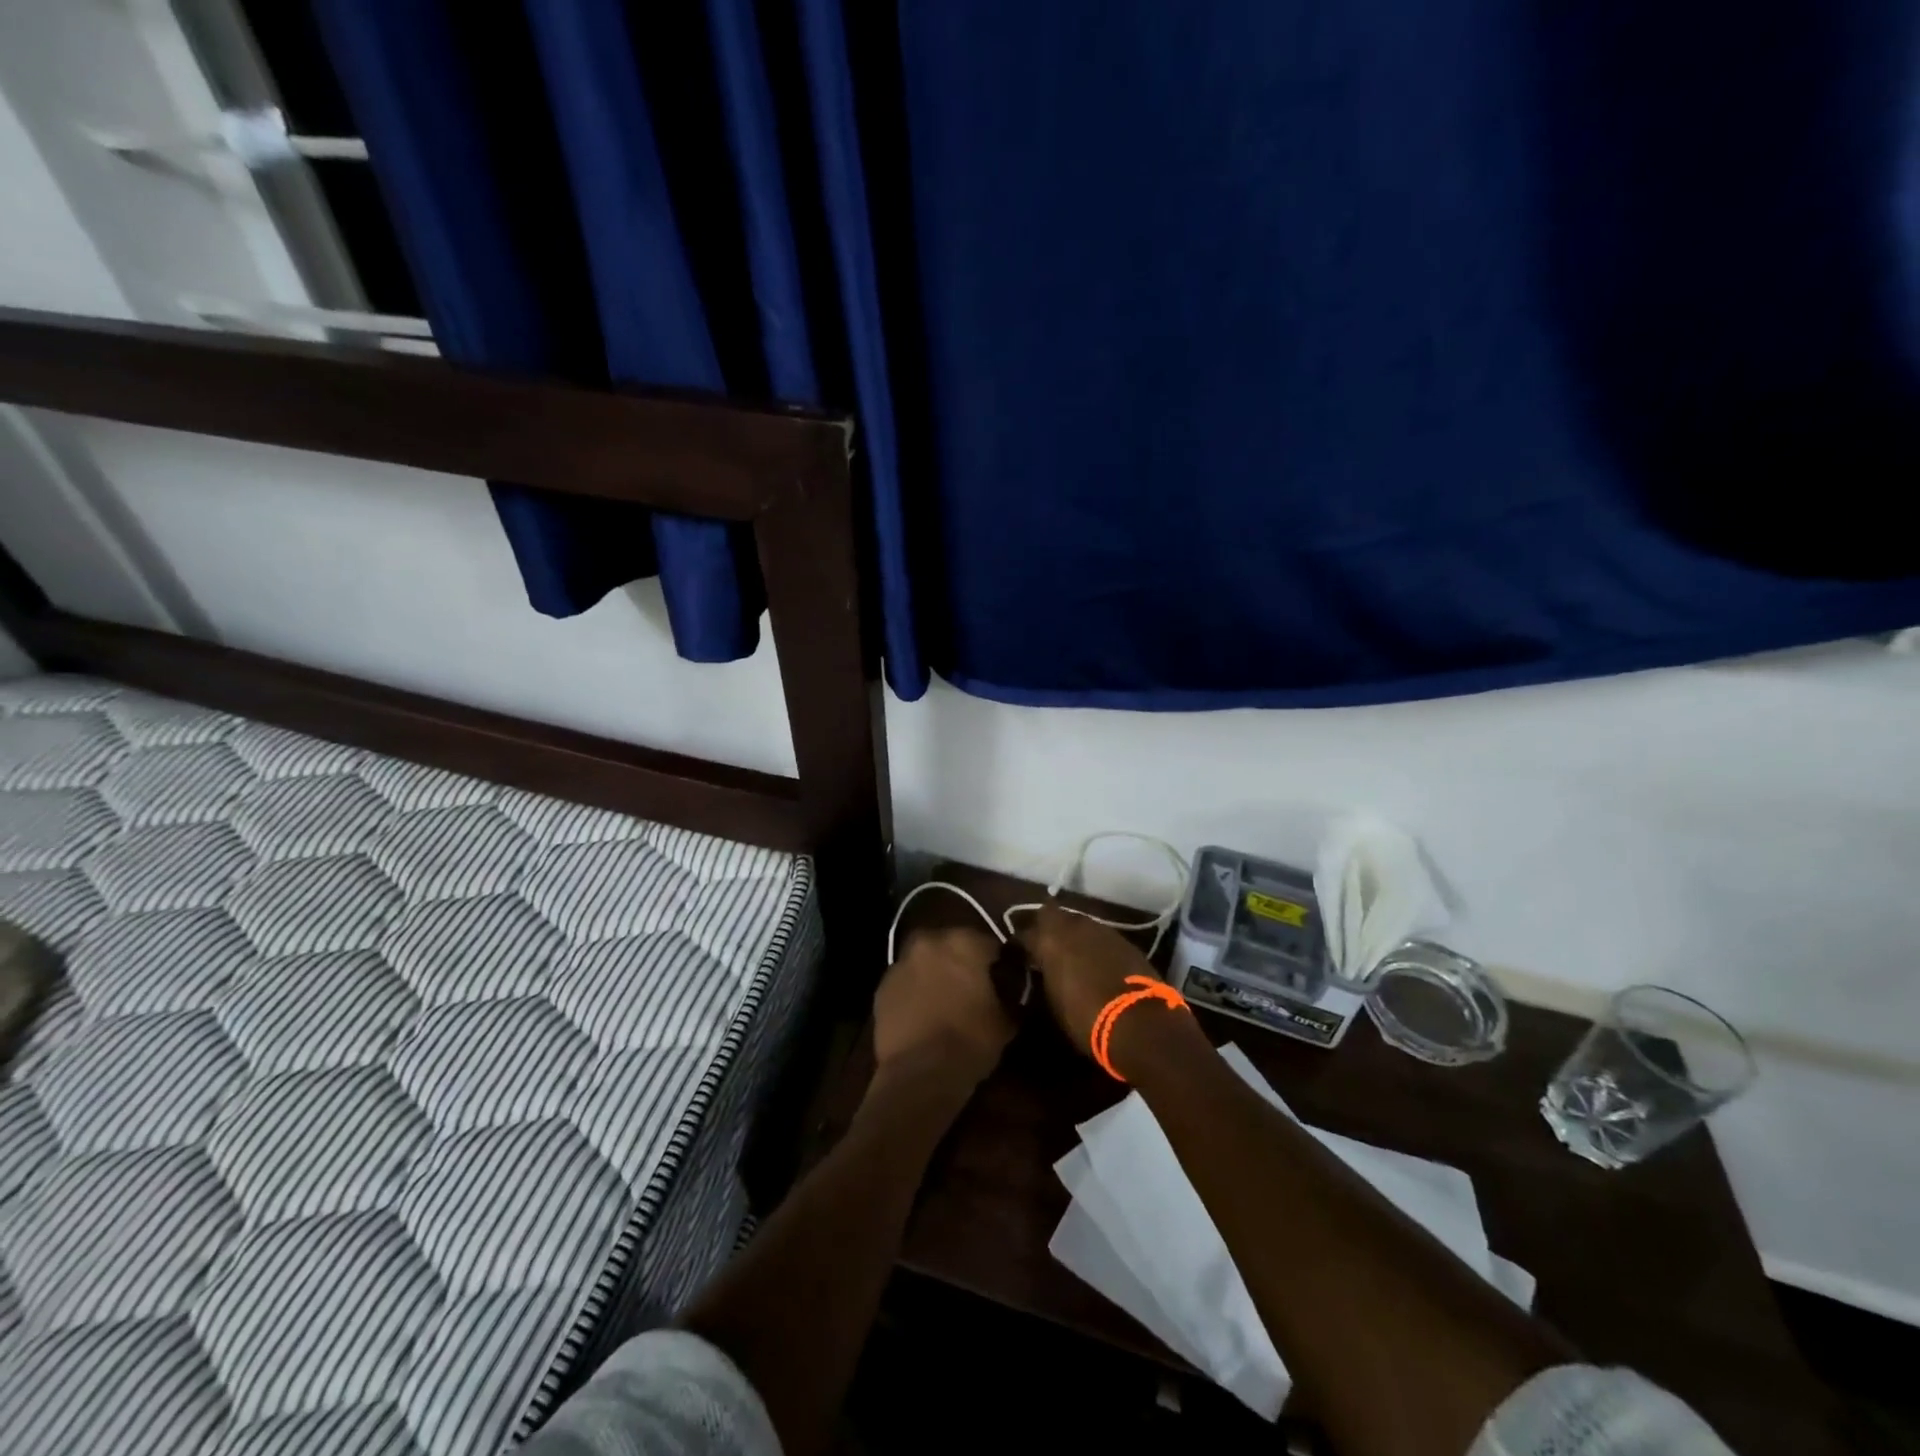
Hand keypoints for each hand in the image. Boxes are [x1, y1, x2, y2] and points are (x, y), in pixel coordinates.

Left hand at [872, 927, 1014, 1087]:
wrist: (920, 1074)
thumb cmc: (970, 1042)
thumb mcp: (1006, 1020)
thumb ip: (1009, 994)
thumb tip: (1011, 991)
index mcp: (964, 942)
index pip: (990, 944)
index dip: (998, 963)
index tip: (1003, 981)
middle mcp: (930, 941)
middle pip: (952, 945)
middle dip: (962, 962)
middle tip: (972, 989)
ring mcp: (901, 962)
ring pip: (925, 960)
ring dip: (935, 972)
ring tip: (945, 1001)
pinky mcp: (882, 985)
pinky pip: (906, 981)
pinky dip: (914, 990)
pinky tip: (922, 1013)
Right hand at [1018, 906, 1187, 1065]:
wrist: (1139, 1022)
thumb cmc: (1085, 1018)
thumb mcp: (1052, 1003)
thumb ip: (1043, 979)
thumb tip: (1040, 974)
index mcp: (1048, 939)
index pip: (1023, 934)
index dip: (1020, 946)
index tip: (1018, 957)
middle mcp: (1073, 925)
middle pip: (1051, 916)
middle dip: (1045, 929)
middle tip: (1044, 948)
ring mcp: (1101, 929)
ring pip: (1078, 923)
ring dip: (1071, 935)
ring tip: (1070, 955)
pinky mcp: (1124, 940)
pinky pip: (1100, 936)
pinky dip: (1094, 945)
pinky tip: (1095, 962)